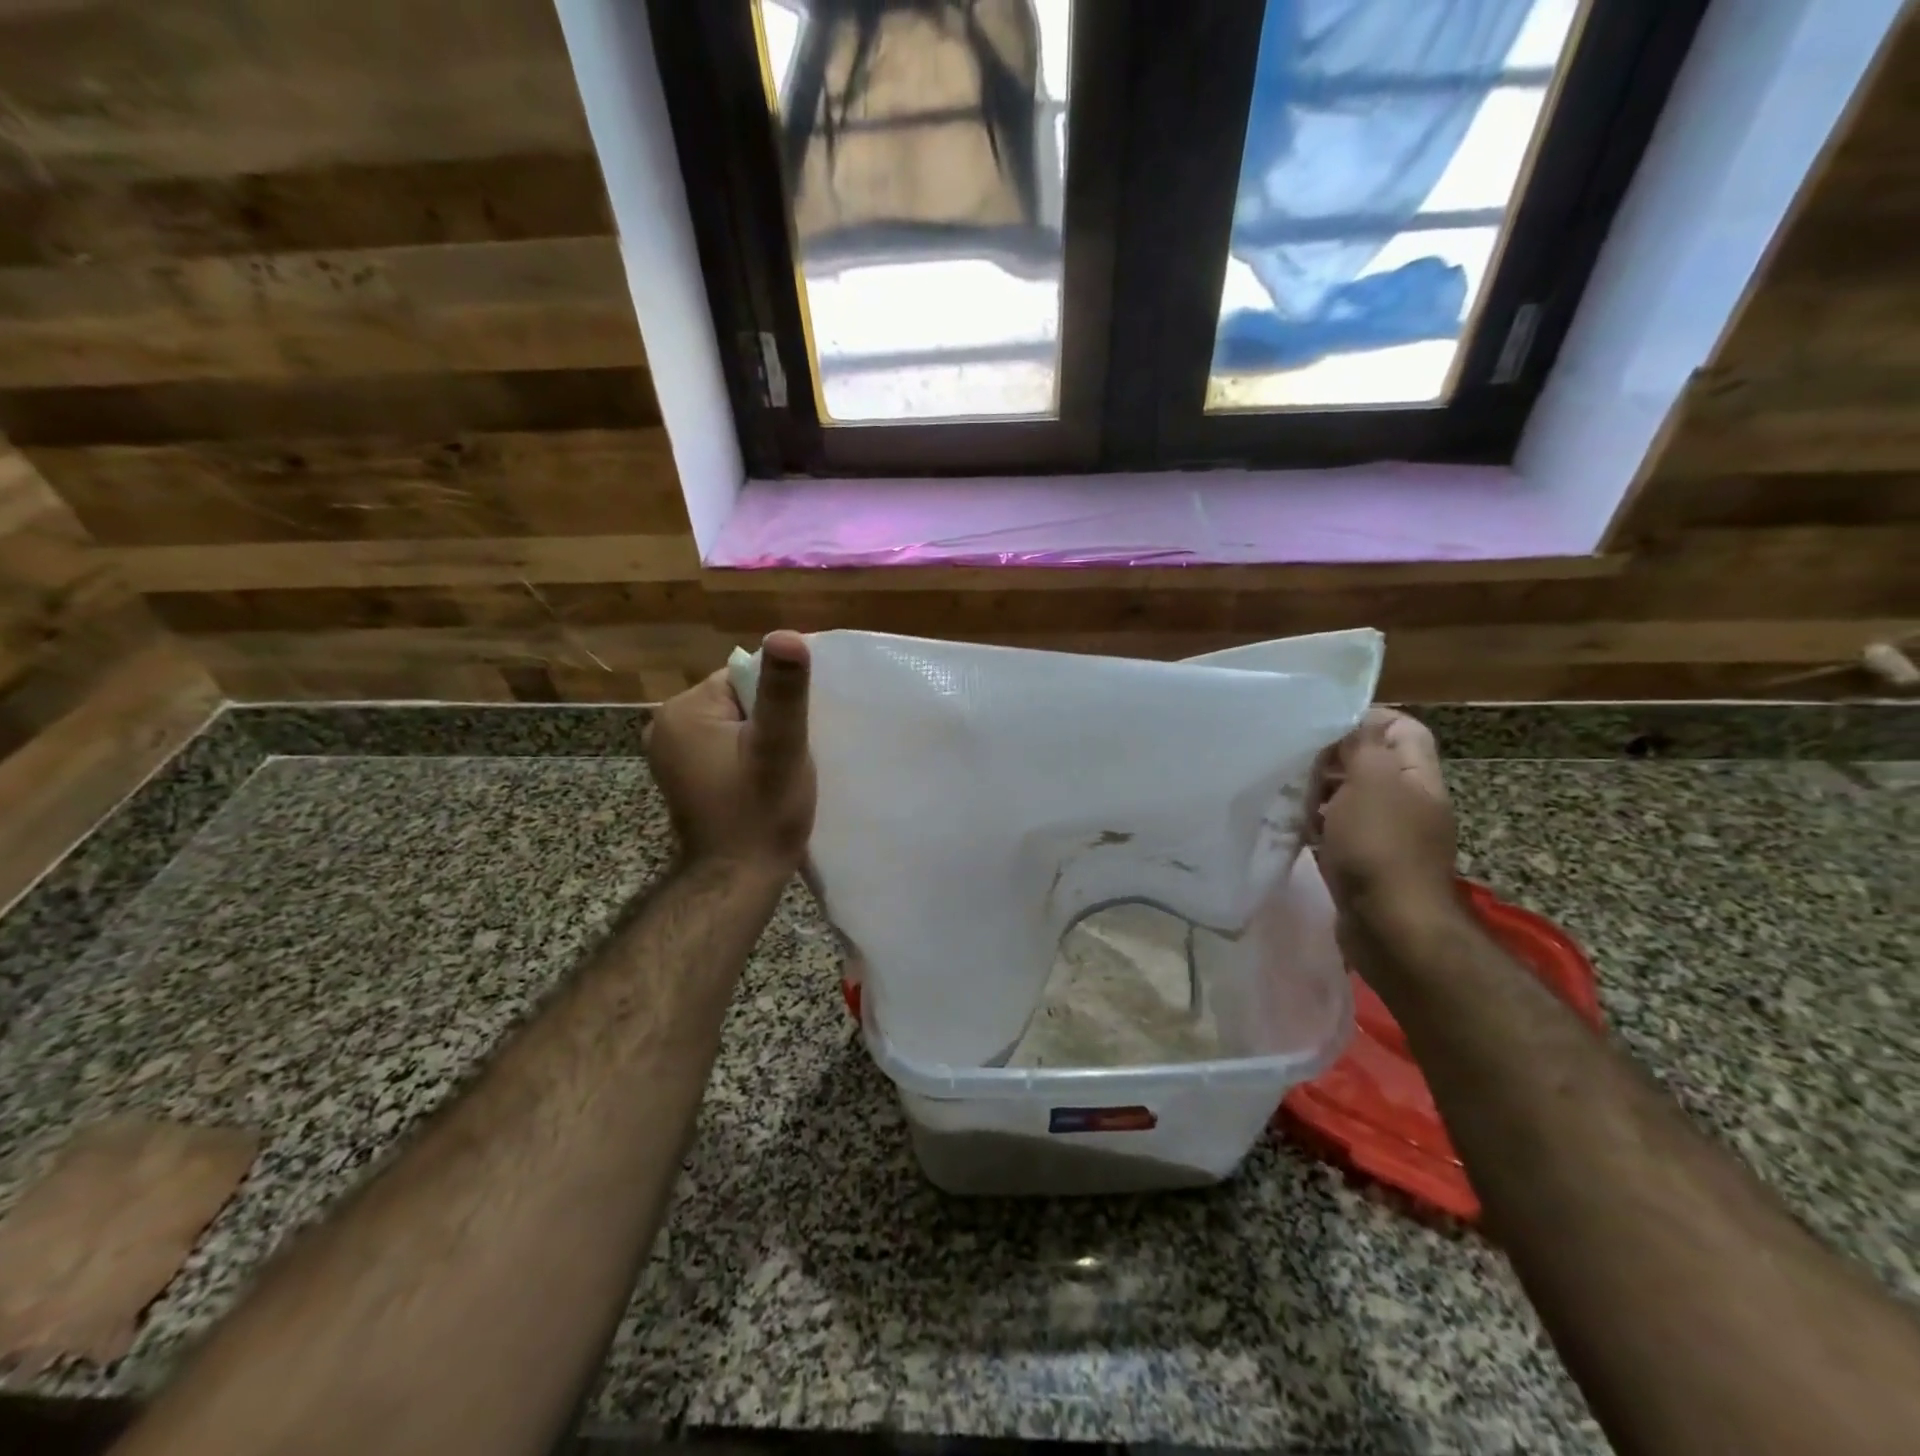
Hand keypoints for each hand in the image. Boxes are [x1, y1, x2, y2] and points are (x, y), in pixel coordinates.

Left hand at [645, 631, 816, 876]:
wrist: (736, 880)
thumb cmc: (762, 813)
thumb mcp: (781, 746)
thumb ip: (784, 691)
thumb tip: (788, 634)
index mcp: (684, 710)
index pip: (744, 678)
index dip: (779, 701)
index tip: (798, 732)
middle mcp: (665, 725)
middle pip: (738, 699)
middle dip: (769, 720)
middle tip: (790, 755)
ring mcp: (670, 751)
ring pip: (733, 722)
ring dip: (760, 739)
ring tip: (778, 770)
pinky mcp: (682, 773)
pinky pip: (723, 744)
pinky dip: (745, 755)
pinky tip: (761, 780)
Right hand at [1311, 708, 1459, 953]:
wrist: (1391, 928)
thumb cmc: (1380, 847)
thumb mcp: (1371, 781)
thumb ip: (1361, 746)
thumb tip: (1350, 722)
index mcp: (1417, 778)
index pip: (1402, 729)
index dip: (1366, 719)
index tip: (1321, 724)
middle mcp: (1407, 803)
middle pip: (1370, 764)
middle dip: (1331, 758)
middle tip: (1294, 758)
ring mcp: (1385, 836)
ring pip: (1348, 799)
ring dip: (1318, 792)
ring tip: (1284, 789)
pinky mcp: (1363, 864)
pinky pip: (1336, 831)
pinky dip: (1314, 825)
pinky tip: (1288, 825)